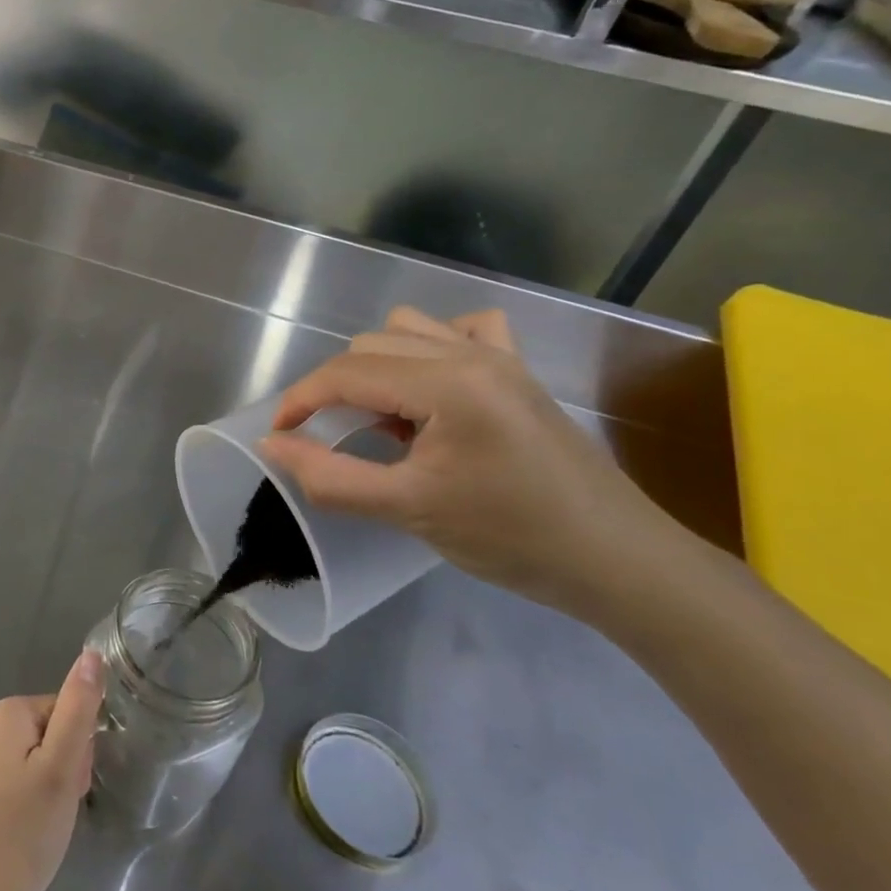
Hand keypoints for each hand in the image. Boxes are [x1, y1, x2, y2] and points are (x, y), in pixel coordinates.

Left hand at [0, 650, 104, 890]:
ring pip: (48, 763)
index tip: (73, 785)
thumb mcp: (60, 766)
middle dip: (69, 771)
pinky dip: (41, 807)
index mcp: (12, 711)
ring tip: (48, 826)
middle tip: (59, 808)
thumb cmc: (21, 830)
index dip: (81, 751)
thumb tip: (92, 654)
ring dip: (58, 792)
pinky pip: (31, 783)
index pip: (71, 712)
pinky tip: (35, 834)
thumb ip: (78, 708)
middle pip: (59, 735)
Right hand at [258, 307, 685, 617]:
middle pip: (369, 346)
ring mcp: (500, 357)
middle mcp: (470, 353)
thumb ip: (330, 477)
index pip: (346, 372)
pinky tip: (433, 386)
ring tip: (385, 418)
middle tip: (334, 440)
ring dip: (378, 365)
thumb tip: (272, 446)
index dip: (300, 400)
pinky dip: (431, 347)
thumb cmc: (512, 538)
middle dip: (336, 389)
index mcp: (446, 383)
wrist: (618, 562)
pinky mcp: (518, 371)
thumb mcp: (408, 511)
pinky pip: (462, 330)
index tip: (280, 436)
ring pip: (407, 328)